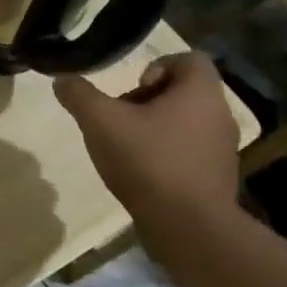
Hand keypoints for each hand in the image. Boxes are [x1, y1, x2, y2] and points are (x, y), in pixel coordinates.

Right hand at [53, 53, 240, 225]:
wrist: (188, 227)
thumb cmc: (148, 161)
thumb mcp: (100, 121)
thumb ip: (79, 96)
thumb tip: (63, 81)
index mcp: (200, 93)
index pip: (190, 58)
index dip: (157, 65)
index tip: (133, 89)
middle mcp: (220, 115)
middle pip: (184, 91)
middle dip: (148, 100)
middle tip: (121, 118)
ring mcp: (223, 149)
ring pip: (186, 122)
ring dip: (155, 127)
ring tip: (127, 147)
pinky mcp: (218, 177)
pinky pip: (190, 151)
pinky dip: (166, 153)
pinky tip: (142, 172)